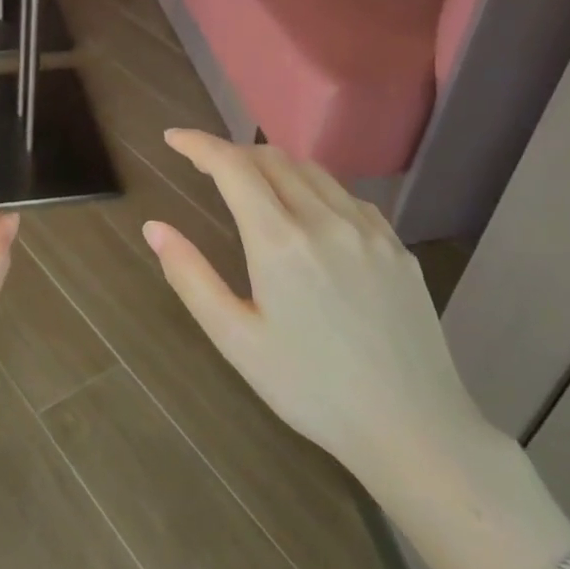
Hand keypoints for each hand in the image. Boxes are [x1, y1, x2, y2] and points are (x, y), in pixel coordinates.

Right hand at [142, 130, 490, 494]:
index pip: (232, 166)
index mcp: (280, 241)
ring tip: (250, 185)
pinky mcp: (397, 248)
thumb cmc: (311, 389)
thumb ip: (190, 276)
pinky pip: (347, 196)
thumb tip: (154, 228)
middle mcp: (326, 220)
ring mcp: (369, 231)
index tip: (173, 138)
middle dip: (232, 152)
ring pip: (312, 171)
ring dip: (272, 166)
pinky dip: (314, 188)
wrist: (415, 430)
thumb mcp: (235, 339)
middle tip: (204, 166)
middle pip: (272, 158)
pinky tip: (308, 215)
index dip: (198, 144)